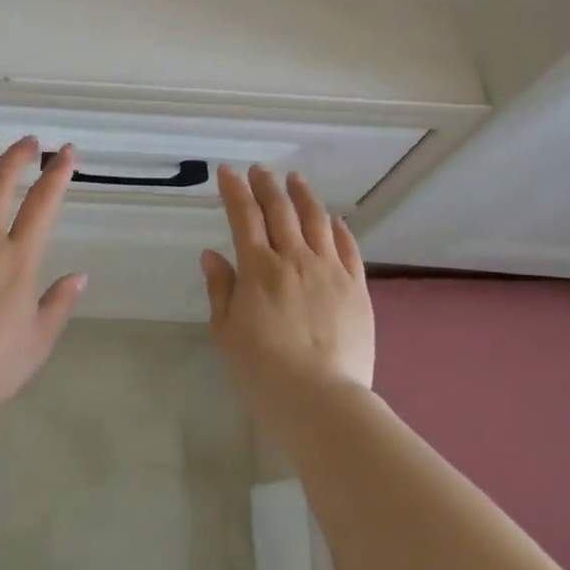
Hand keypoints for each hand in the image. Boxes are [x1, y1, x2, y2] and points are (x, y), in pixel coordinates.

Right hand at [202, 166, 373, 401]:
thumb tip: (212, 255)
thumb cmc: (263, 371)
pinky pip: (349, 248)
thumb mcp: (226, 332)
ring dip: (303, 196)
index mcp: (259, 268)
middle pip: (280, 210)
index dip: (234, 190)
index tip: (227, 172)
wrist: (321, 399)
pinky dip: (339, 229)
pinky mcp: (356, 287)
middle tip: (260, 170)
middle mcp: (294, 258)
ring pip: (316, 220)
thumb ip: (220, 289)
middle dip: (267, 185)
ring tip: (296, 179)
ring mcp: (330, 270)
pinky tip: (335, 220)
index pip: (244, 216)